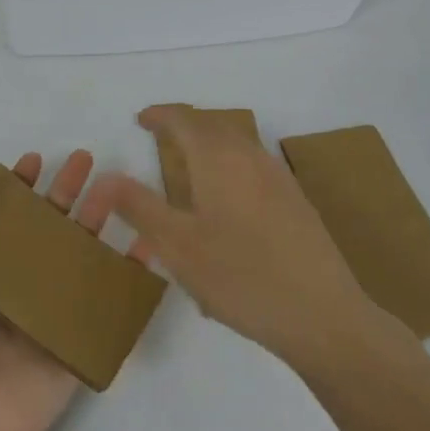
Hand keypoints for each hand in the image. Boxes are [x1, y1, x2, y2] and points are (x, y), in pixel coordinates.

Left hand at [0, 150, 139, 430]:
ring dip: (98, 219)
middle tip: (85, 160)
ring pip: (79, 253)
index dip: (19, 187)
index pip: (5, 218)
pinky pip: (106, 299)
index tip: (34, 159)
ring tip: (114, 186)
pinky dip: (128, 273)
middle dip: (66, 192)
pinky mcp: (76, 338)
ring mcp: (50, 310)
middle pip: (48, 227)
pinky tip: (145, 244)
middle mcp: (17, 283)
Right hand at [85, 105, 378, 365]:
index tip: (140, 120)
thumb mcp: (178, 247)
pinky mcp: (295, 200)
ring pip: (237, 141)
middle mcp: (250, 157)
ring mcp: (278, 177)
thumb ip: (139, 207)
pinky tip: (227, 194)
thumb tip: (106, 175)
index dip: (160, 115)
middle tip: (160, 135)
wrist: (323, 315)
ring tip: (189, 161)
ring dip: (209, 140)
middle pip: (213, 124)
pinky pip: (253, 161)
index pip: (184, 120)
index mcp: (218, 159)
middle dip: (185, 123)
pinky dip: (230, 159)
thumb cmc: (242, 278)